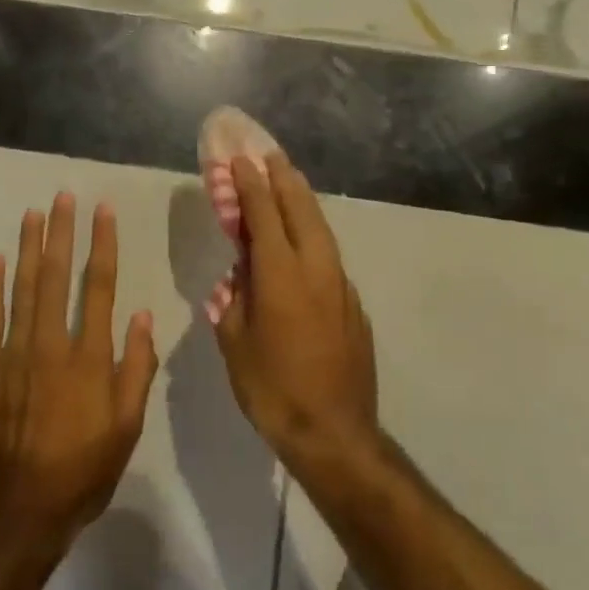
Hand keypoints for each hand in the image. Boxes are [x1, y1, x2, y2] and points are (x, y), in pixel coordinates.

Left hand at [0, 193, 158, 559]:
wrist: (19, 511)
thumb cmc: (83, 471)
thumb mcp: (127, 427)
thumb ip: (136, 369)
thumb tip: (141, 316)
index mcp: (90, 358)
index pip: (99, 287)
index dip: (101, 245)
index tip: (101, 212)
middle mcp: (51, 345)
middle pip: (57, 277)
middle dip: (61, 233)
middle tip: (63, 197)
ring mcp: (13, 355)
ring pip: (22, 289)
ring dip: (28, 248)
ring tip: (33, 214)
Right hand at [215, 154, 379, 474]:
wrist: (335, 434)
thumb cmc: (273, 390)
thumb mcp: (236, 343)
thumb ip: (234, 301)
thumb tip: (238, 278)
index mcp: (281, 277)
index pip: (264, 216)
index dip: (251, 185)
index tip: (241, 160)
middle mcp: (316, 270)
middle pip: (301, 211)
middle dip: (284, 179)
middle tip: (270, 156)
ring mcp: (341, 286)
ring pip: (321, 230)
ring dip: (303, 201)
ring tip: (289, 182)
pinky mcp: (353, 305)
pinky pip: (330, 255)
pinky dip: (313, 234)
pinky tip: (304, 239)